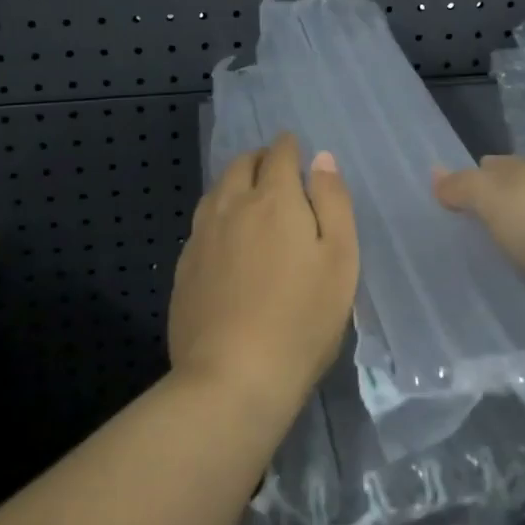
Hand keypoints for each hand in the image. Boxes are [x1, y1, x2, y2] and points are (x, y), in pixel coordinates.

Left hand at [170, 133, 359, 417]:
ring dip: (235, 184)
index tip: (295, 149)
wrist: (232, 377)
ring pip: (217, 191)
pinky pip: (202, 223)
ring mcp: (202, 236)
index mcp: (274, 199)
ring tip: (249, 198)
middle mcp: (232, 206)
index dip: (289, 146)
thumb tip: (321, 159)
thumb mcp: (340, 259)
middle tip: (275, 171)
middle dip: (260, 160)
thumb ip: (333, 202)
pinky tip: (225, 238)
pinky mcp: (184, 266)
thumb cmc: (301, 319)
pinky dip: (218, 215)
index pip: (279, 154)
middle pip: (242, 165)